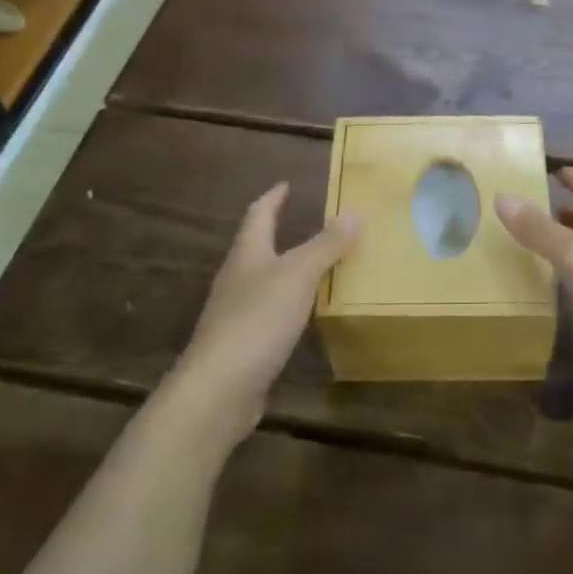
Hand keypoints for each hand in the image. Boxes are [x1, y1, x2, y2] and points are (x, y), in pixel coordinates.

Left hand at [172, 183, 358, 435]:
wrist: (218, 389)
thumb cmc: (257, 320)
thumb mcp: (298, 275)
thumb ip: (326, 245)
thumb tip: (354, 212)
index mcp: (247, 254)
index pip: (258, 215)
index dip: (273, 198)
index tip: (285, 184)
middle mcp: (237, 279)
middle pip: (255, 247)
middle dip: (276, 232)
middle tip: (304, 221)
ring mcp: (235, 314)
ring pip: (262, 281)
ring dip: (284, 269)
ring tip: (313, 265)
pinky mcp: (242, 345)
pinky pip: (268, 313)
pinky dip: (287, 304)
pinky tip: (303, 315)